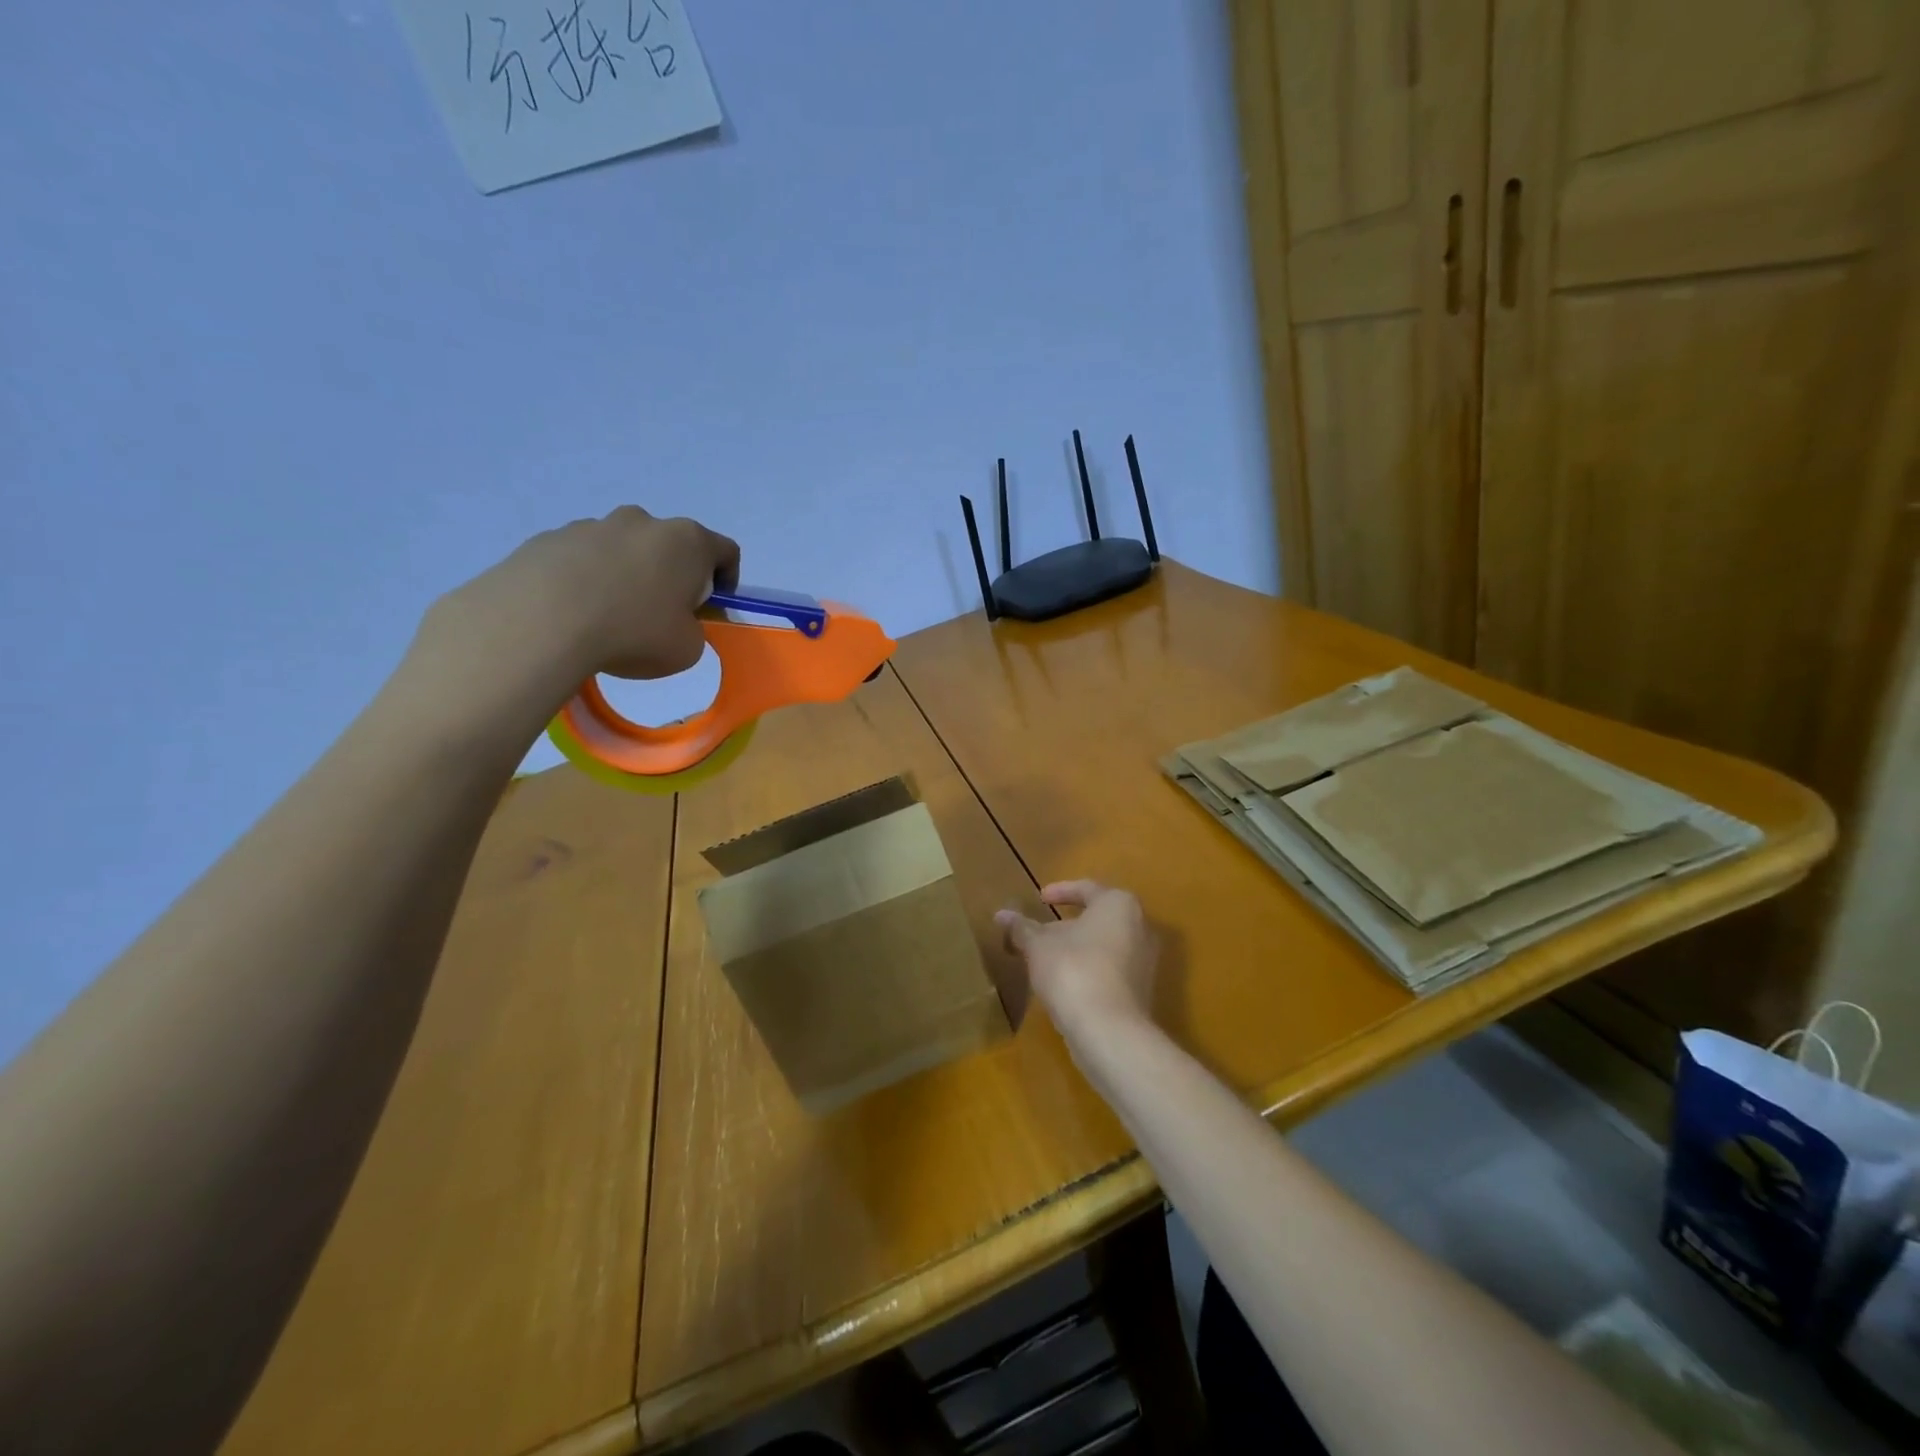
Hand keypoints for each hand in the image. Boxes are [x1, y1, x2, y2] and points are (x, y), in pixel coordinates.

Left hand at [415, 507, 740, 706]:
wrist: (542, 622)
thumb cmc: (635, 633)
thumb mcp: (688, 649)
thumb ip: (692, 630)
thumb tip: (674, 621)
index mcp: (687, 542)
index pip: (726, 551)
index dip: (727, 581)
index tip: (710, 609)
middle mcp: (644, 522)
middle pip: (671, 546)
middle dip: (673, 576)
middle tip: (662, 616)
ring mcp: (594, 525)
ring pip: (625, 550)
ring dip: (628, 576)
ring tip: (611, 619)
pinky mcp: (552, 538)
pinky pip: (583, 559)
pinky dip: (588, 581)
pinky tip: (576, 615)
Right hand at [995, 881, 1157, 1049]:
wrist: (1109, 1031)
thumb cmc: (1073, 970)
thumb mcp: (1038, 946)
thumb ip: (1021, 927)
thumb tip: (1001, 914)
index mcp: (1118, 904)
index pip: (1086, 888)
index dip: (1060, 892)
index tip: (1039, 899)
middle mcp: (1140, 926)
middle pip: (1098, 918)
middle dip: (1066, 925)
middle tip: (1039, 932)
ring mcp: (1145, 961)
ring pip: (1105, 945)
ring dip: (1076, 949)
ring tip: (1046, 959)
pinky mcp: (1141, 990)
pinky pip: (1111, 969)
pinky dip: (1088, 969)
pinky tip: (1064, 983)